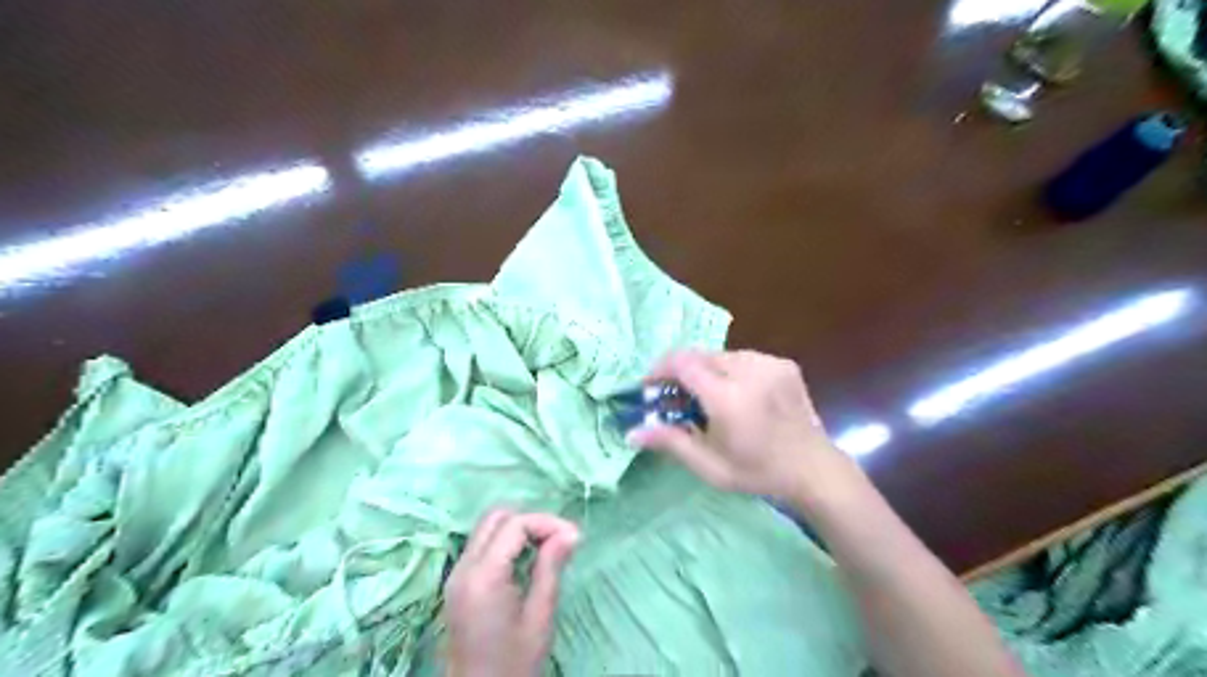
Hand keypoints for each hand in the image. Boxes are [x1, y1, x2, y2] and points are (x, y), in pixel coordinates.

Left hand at [444, 507, 582, 676]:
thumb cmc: (514, 664)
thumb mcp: (540, 617)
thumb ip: (551, 568)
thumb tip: (571, 532)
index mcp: (483, 577)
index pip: (515, 525)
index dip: (546, 523)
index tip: (573, 537)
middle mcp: (463, 568)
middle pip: (494, 517)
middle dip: (529, 520)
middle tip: (557, 538)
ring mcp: (456, 575)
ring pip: (485, 528)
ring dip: (516, 528)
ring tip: (546, 547)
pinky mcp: (457, 584)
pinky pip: (480, 545)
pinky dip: (504, 542)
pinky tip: (525, 559)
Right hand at [622, 353, 857, 504]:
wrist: (814, 469)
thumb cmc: (757, 473)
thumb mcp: (709, 466)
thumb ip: (669, 442)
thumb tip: (631, 433)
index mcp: (728, 398)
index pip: (682, 363)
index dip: (660, 369)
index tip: (651, 386)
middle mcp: (748, 372)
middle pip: (699, 355)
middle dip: (681, 371)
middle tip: (675, 396)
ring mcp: (770, 364)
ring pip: (721, 355)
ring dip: (705, 370)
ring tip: (706, 398)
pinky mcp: (783, 364)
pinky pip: (744, 358)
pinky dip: (730, 371)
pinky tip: (737, 395)